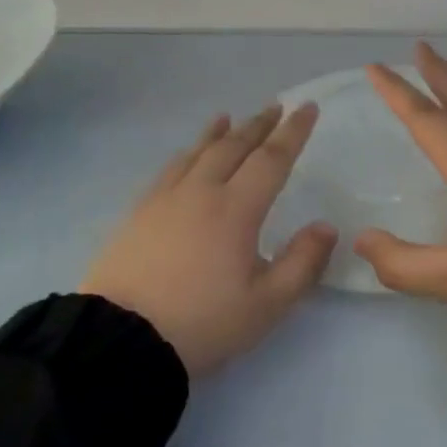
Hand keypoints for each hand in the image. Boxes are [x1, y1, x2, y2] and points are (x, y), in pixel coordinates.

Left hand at [81, 104, 336, 377]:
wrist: (119, 340)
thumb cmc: (201, 323)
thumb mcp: (266, 305)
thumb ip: (302, 264)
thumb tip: (327, 226)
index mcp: (236, 209)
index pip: (272, 159)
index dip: (293, 132)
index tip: (307, 108)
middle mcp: (202, 191)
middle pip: (235, 146)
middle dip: (258, 125)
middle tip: (275, 106)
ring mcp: (166, 198)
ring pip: (199, 152)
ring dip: (219, 132)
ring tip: (229, 117)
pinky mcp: (139, 212)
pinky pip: (169, 168)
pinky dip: (186, 152)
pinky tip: (186, 154)